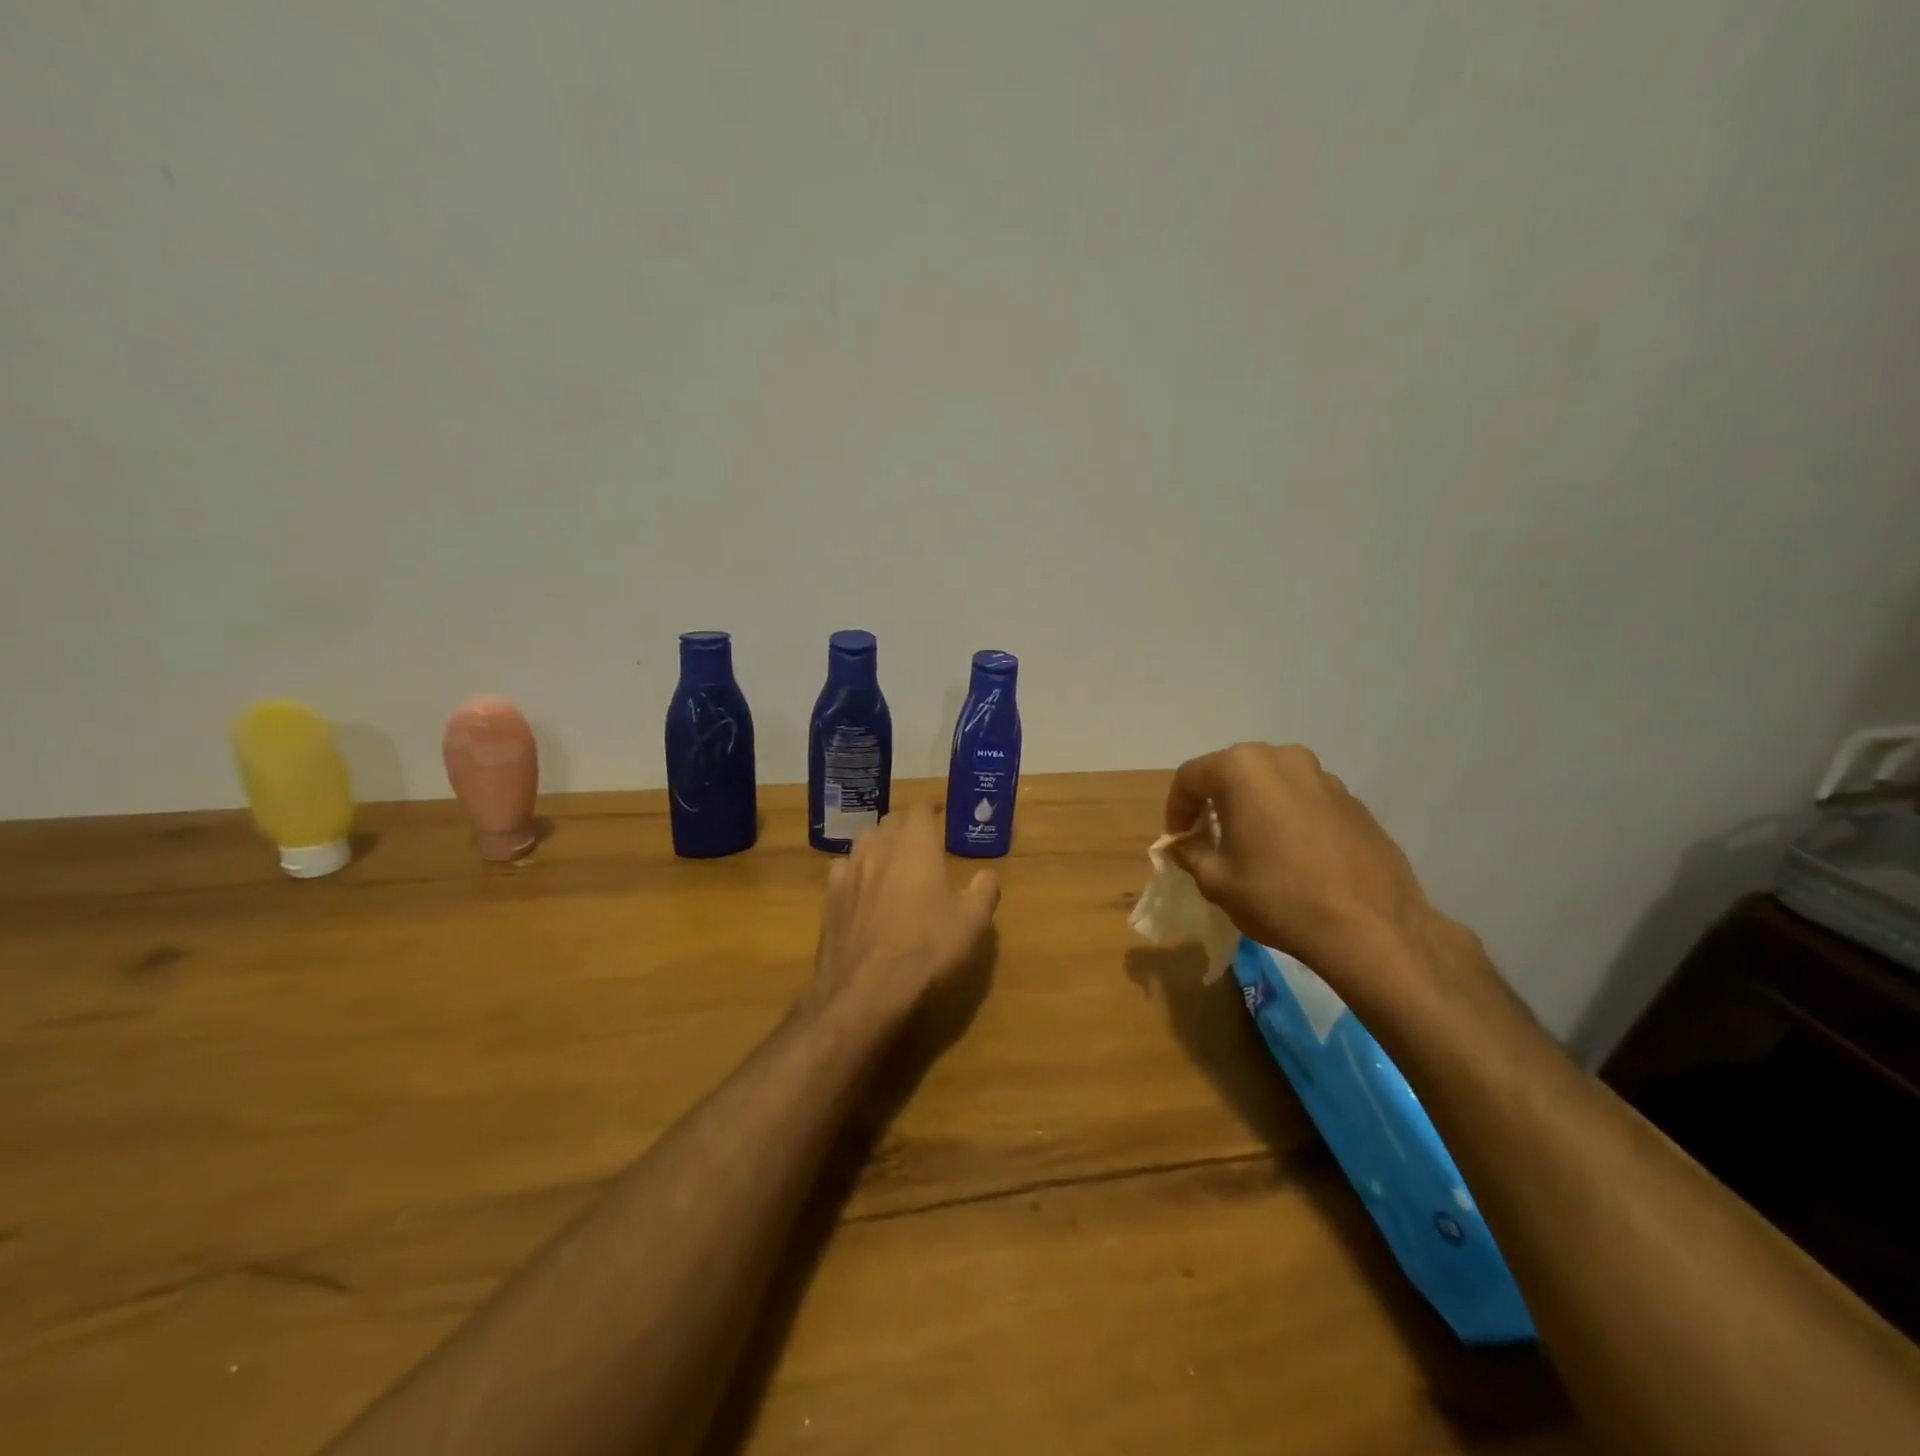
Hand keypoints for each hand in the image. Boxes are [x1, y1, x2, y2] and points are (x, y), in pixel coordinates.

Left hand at [812, 802, 1000, 1025]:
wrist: (867, 987)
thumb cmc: (928, 948)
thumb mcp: (971, 922)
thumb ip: (983, 891)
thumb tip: (987, 874)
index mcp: (915, 844)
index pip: (919, 808)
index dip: (930, 805)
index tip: (939, 808)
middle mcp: (879, 847)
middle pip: (890, 821)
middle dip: (905, 824)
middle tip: (919, 836)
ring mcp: (849, 871)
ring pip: (863, 842)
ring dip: (879, 843)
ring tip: (890, 856)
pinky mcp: (829, 897)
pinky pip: (842, 868)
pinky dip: (855, 868)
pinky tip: (860, 884)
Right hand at [1164, 743, 1457, 998]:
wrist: (1371, 928)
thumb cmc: (1279, 896)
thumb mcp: (1215, 880)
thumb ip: (1189, 853)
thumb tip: (1181, 845)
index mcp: (1243, 768)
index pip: (1191, 777)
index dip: (1176, 809)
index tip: (1178, 841)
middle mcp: (1284, 759)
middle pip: (1232, 772)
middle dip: (1214, 802)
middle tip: (1209, 838)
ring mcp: (1325, 778)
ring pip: (1272, 784)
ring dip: (1253, 807)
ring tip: (1252, 847)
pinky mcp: (1354, 803)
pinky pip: (1305, 801)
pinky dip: (1288, 818)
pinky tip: (1292, 858)